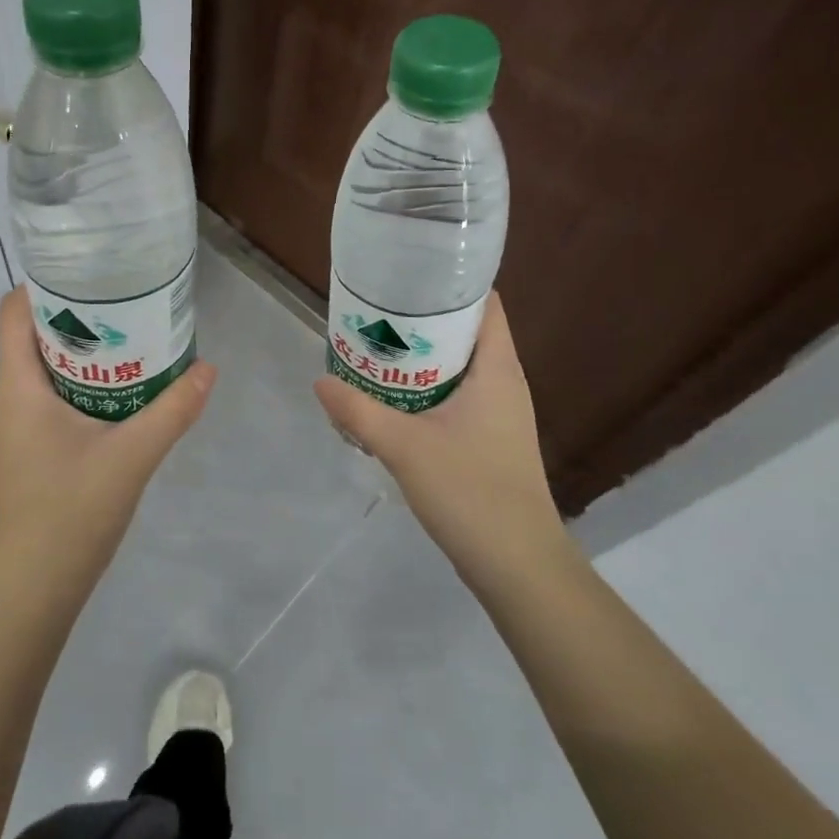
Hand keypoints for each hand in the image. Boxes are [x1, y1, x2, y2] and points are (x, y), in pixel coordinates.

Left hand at [0, 288, 216, 608]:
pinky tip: (124, 393)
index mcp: (18, 387)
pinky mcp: (30, 450)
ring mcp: (17, 427)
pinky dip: (84, 383)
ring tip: (134, 338)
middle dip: (78, 314)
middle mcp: (9, 399)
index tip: (93, 272)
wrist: (30, 595)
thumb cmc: (69, 516)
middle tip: (129, 301)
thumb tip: (208, 368)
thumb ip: (172, 411)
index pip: (13, 311)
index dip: (46, 283)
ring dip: (85, 351)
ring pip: (45, 368)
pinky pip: (52, 397)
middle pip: (33, 334)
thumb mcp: (131, 457)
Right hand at [314, 292, 570, 591]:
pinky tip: (393, 398)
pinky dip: (427, 387)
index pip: (485, 303)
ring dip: (422, 356)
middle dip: (423, 319)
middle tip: (377, 310)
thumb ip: (358, 412)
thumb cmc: (471, 492)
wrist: (517, 565)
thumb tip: (320, 382)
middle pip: (466, 331)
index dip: (451, 282)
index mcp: (497, 369)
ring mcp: (500, 412)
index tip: (408, 272)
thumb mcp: (405, 447)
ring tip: (377, 347)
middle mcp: (504, 382)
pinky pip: (457, 395)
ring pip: (459, 366)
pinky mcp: (490, 438)